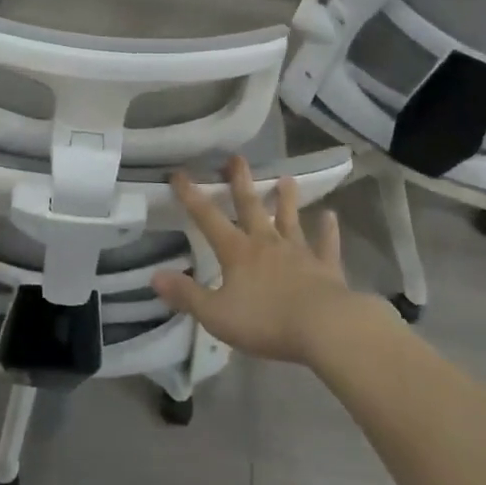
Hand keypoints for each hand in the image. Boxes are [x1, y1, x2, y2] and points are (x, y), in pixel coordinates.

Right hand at [151, 156, 360, 364]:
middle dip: (241, 182)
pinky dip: (328, 230)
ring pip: (290, 219)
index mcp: (237, 252)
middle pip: (251, 206)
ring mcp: (298, 252)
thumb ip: (186, 294)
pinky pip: (326, 244)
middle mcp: (266, 243)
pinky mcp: (325, 267)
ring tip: (286, 178)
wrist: (323, 327)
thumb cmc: (266, 321)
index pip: (208, 218)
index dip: (191, 196)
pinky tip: (331, 216)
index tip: (179, 174)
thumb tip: (155, 276)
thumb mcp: (216, 314)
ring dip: (286, 199)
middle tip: (237, 158)